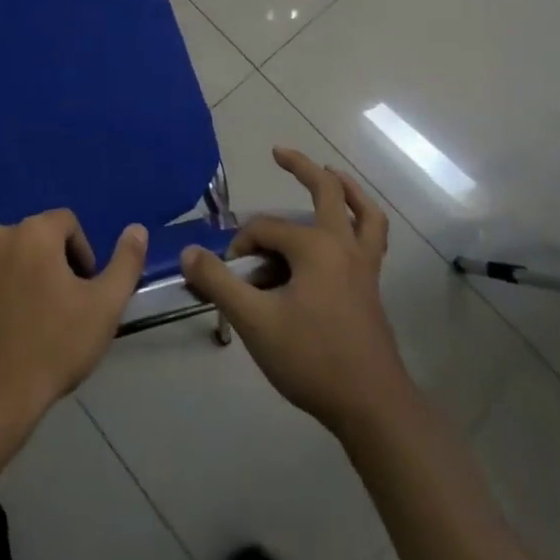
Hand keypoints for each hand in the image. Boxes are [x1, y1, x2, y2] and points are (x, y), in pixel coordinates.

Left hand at [0, 210, 146, 437]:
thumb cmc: (52, 348)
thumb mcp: (104, 308)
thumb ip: (125, 263)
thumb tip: (137, 228)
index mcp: (34, 232)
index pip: (67, 223)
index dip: (81, 253)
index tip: (83, 291)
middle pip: (34, 239)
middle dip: (50, 265)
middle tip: (59, 309)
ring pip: (4, 259)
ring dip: (19, 278)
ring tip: (27, 323)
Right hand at [182, 149, 409, 438]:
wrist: (372, 408)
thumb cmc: (312, 359)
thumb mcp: (254, 321)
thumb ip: (218, 283)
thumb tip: (188, 252)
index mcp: (315, 247)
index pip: (265, 230)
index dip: (241, 246)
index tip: (229, 275)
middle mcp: (342, 246)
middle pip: (327, 191)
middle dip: (301, 168)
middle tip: (279, 152)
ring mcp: (363, 266)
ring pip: (363, 214)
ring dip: (346, 190)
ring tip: (331, 174)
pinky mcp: (371, 288)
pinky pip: (370, 239)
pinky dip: (360, 221)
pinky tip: (347, 229)